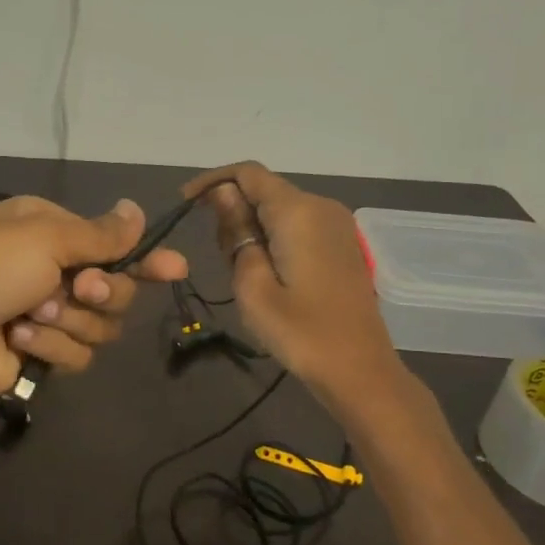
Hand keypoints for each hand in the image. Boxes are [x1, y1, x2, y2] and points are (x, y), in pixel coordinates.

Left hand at [0, 195, 187, 401]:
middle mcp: (55, 271)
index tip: (174, 269)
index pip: (115, 245)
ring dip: (68, 322)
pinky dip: (50, 349)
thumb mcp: (44, 237)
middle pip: (118, 290)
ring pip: (102, 327)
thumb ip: (99, 234)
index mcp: (52, 233)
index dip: (146, 259)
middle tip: (78, 290)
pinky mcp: (43, 356)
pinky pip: (78, 356)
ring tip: (30, 317)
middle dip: (102, 293)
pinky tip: (18, 341)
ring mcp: (49, 316)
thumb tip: (136, 210)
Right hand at [182, 161, 396, 395]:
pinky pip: (297, 225)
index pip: (248, 173)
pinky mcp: (341, 244)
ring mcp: (336, 224)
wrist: (359, 370)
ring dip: (252, 228)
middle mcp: (320, 207)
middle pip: (264, 190)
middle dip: (233, 211)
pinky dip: (273, 237)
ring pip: (279, 208)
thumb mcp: (253, 285)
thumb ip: (237, 232)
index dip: (213, 181)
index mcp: (298, 212)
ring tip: (243, 274)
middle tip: (220, 260)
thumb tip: (224, 193)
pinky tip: (266, 273)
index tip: (185, 205)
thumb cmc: (300, 332)